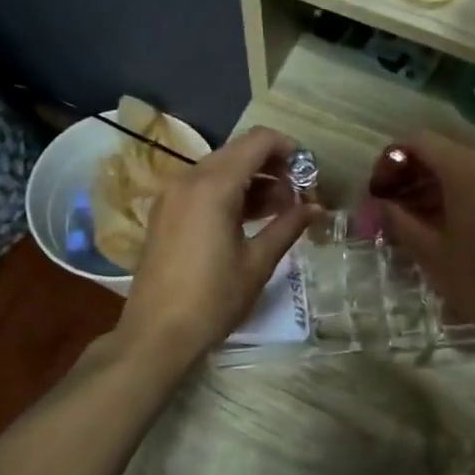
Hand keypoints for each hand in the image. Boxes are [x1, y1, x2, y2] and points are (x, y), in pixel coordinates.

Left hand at [120, 126, 318, 358]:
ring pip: (221, 170)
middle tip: (299, 196)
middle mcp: (188, 179)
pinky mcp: (165, 212)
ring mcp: (172, 195)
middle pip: (239, 152)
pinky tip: (251, 220)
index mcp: (213, 186)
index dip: (289, 150)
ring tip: (282, 211)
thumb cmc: (213, 299)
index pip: (258, 141)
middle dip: (273, 168)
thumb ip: (289, 226)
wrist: (157, 333)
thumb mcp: (258, 262)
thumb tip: (317, 208)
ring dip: (253, 181)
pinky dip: (230, 193)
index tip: (309, 175)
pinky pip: (203, 188)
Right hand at [373, 131, 474, 341]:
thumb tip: (380, 202)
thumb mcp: (428, 250)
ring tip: (411, 219)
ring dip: (433, 185)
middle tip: (390, 206)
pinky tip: (440, 224)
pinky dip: (456, 193)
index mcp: (467, 168)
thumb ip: (398, 217)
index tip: (378, 192)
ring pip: (462, 167)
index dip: (392, 161)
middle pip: (442, 151)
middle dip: (411, 173)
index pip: (420, 142)